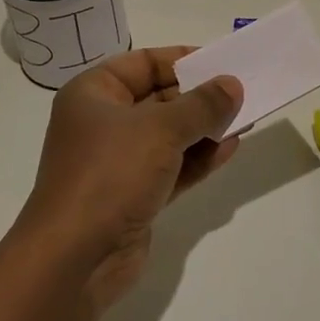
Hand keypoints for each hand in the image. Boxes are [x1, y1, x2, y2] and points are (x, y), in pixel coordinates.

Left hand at [19, 47, 242, 316]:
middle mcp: (103, 123)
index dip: (182, 60)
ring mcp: (118, 162)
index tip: (221, 62)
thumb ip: (202, 105)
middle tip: (241, 92)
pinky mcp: (133, 196)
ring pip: (169, 135)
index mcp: (93, 94)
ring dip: (205, 128)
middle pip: (158, 98)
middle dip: (199, 97)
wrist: (74, 260)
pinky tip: (231, 149)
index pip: (143, 63)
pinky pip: (173, 167)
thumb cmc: (110, 174)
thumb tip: (232, 84)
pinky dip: (199, 158)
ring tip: (245, 119)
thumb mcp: (160, 129)